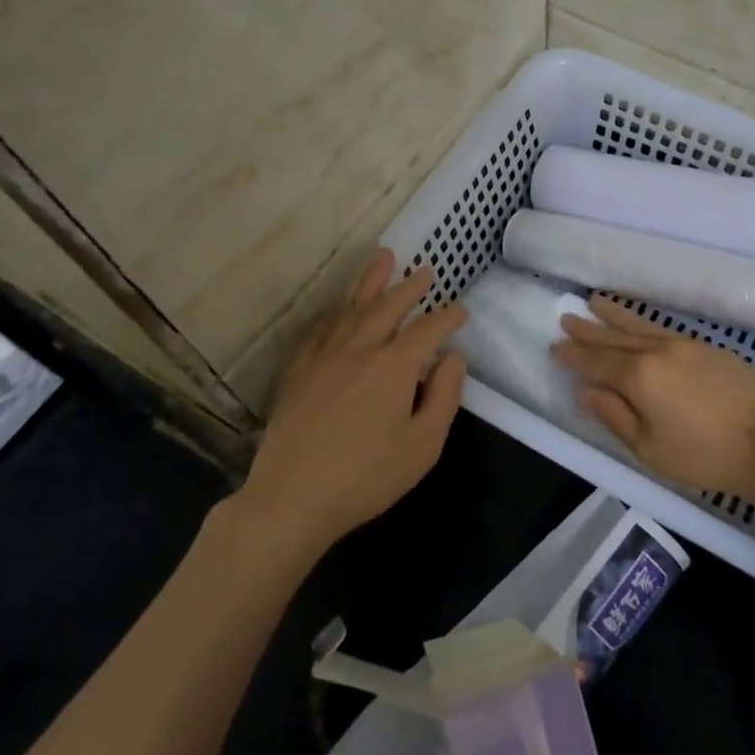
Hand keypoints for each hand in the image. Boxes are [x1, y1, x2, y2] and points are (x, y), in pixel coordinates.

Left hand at [237, 250, 467, 558]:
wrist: (293, 496)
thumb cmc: (367, 477)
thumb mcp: (423, 445)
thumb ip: (444, 396)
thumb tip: (453, 357)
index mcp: (395, 366)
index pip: (428, 329)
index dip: (448, 317)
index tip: (461, 310)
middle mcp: (359, 348)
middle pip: (389, 306)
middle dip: (410, 287)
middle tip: (425, 271)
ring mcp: (324, 355)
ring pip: (352, 307)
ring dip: (371, 282)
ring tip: (383, 258)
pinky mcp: (298, 369)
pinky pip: (319, 327)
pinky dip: (334, 311)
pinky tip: (339, 308)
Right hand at [552, 296, 754, 508]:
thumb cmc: (707, 457)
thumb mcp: (650, 449)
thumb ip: (614, 416)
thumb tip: (587, 391)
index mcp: (639, 376)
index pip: (597, 361)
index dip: (574, 356)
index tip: (554, 347)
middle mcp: (658, 351)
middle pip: (616, 337)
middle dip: (589, 329)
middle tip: (566, 317)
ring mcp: (686, 345)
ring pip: (641, 326)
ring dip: (615, 315)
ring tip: (595, 301)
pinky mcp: (709, 348)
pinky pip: (664, 328)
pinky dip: (643, 323)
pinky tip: (639, 324)